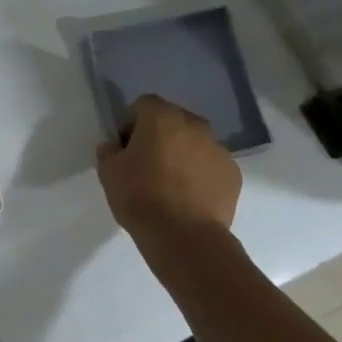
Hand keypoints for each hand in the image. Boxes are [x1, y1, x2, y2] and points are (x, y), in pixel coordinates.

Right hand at [96, 94, 242, 238]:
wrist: (185, 236)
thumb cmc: (141, 198)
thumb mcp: (108, 173)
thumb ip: (108, 151)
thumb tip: (114, 146)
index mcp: (162, 118)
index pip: (143, 105)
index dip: (131, 124)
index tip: (125, 149)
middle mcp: (194, 125)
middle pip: (172, 121)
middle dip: (159, 137)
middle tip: (147, 165)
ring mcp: (219, 149)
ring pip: (194, 143)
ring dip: (182, 155)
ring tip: (170, 186)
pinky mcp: (233, 173)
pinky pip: (211, 166)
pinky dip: (200, 175)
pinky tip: (189, 198)